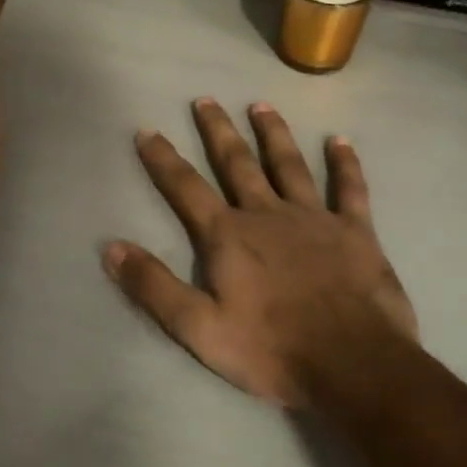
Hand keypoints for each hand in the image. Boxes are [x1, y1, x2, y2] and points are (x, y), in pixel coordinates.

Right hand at [103, 99, 419, 409]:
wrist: (354, 366)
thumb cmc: (271, 349)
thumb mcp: (198, 327)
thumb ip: (153, 285)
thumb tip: (111, 248)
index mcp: (228, 236)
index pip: (186, 188)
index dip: (163, 159)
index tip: (147, 131)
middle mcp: (267, 214)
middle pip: (237, 163)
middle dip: (217, 131)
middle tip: (205, 100)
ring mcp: (314, 218)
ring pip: (288, 165)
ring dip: (273, 134)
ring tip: (261, 105)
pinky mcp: (355, 232)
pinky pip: (349, 189)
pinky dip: (345, 164)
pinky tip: (340, 141)